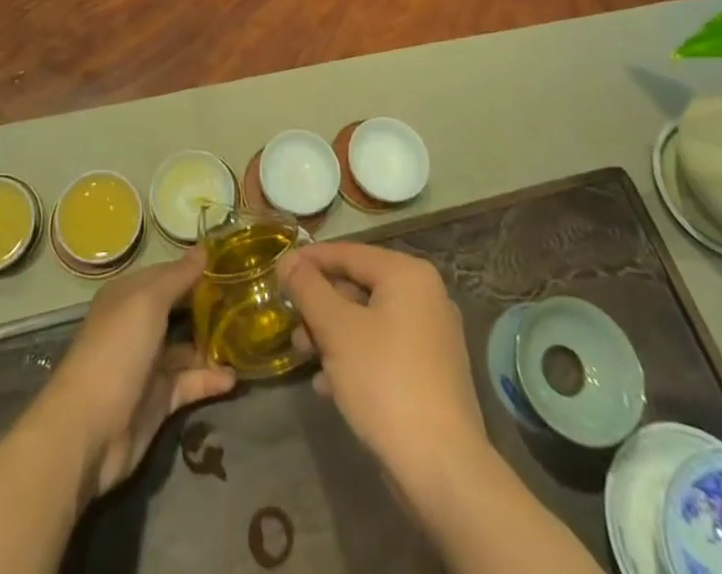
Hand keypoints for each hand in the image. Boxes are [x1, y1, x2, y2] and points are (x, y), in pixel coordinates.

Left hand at [35, 250, 236, 497]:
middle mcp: (138, 325)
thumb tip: (205, 248)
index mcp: (129, 296)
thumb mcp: (148, 302)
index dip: (197, 269)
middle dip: (210, 306)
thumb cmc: (117, 350)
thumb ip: (178, 276)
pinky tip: (234, 377)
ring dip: (214, 344)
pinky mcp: (158, 400)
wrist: (88, 430)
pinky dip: (210, 379)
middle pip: (179, 310)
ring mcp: (148, 364)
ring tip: (249, 337)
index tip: (234, 264)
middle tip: (249, 299)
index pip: (169, 274)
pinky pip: (189, 382)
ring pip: (187, 347)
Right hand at [276, 241, 487, 497]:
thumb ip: (308, 288)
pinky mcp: (431, 372)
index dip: (310, 260)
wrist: (443, 469)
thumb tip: (288, 259)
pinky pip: (384, 348)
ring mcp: (432, 335)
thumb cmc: (385, 382)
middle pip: (358, 286)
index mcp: (407, 274)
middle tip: (291, 324)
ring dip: (332, 334)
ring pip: (369, 320)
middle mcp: (425, 295)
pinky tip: (329, 384)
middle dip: (320, 306)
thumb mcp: (336, 329)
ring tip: (304, 356)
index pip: (348, 253)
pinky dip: (355, 357)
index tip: (278, 271)